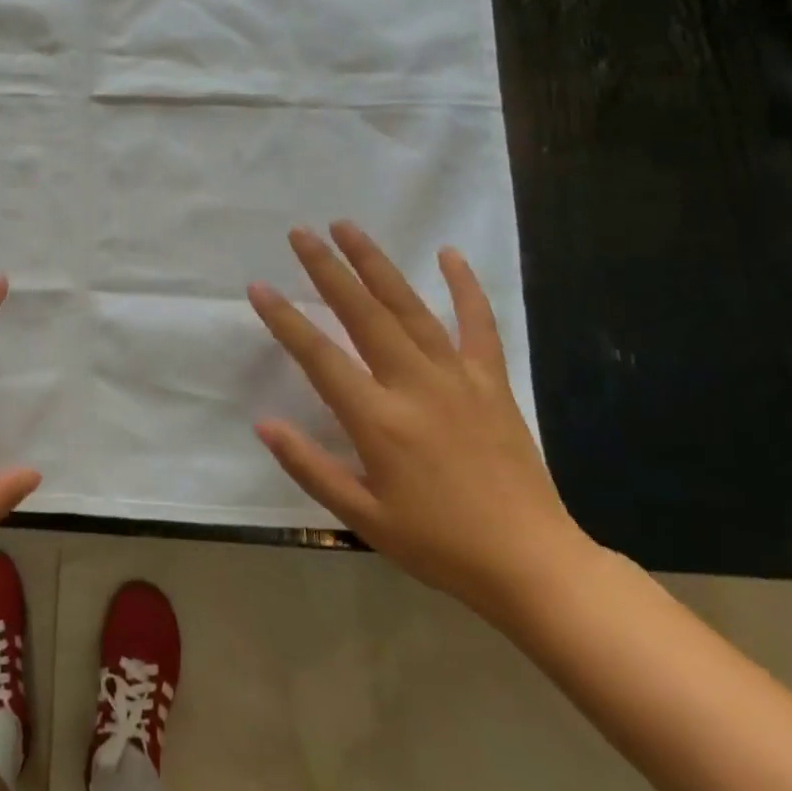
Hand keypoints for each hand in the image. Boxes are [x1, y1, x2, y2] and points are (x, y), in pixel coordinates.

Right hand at [248, 222, 592, 619]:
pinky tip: (449, 254)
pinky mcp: (491, 381)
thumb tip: (263, 424)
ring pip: (409, 308)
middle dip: (328, 269)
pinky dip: (465, 287)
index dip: (285, 319)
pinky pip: (479, 324)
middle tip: (301, 233)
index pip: (319, 357)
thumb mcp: (361, 517)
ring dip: (376, 264)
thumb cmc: (437, 543)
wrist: (532, 562)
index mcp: (378, 421)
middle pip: (363, 314)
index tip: (259, 287)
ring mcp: (457, 378)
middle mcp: (414, 386)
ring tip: (348, 228)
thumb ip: (309, 467)